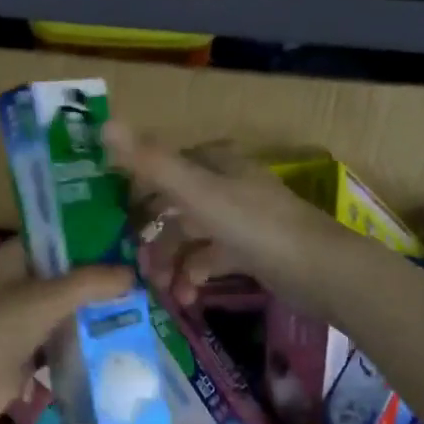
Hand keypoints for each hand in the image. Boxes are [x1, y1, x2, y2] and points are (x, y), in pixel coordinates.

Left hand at [0, 239, 131, 423]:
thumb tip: (133, 273)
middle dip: (99, 277)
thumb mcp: (43, 300)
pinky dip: (85, 341)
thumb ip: (89, 284)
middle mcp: (14, 285)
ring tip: (142, 305)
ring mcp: (19, 321)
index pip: (54, 238)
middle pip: (63, 275)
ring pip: (64, 309)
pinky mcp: (25, 354)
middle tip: (145, 275)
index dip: (88, 236)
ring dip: (95, 311)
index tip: (128, 240)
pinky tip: (119, 340)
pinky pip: (61, 341)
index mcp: (9, 260)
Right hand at [104, 123, 366, 318]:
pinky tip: (187, 297)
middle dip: (154, 239)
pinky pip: (211, 260)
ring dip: (172, 264)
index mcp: (215, 163)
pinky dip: (195, 276)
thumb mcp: (197, 193)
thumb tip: (103, 125)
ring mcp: (240, 219)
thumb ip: (151, 162)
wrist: (320, 270)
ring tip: (163, 291)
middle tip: (138, 269)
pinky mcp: (251, 251)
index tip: (114, 225)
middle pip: (175, 208)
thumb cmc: (255, 226)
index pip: (164, 169)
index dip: (137, 195)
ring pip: (191, 237)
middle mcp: (226, 185)